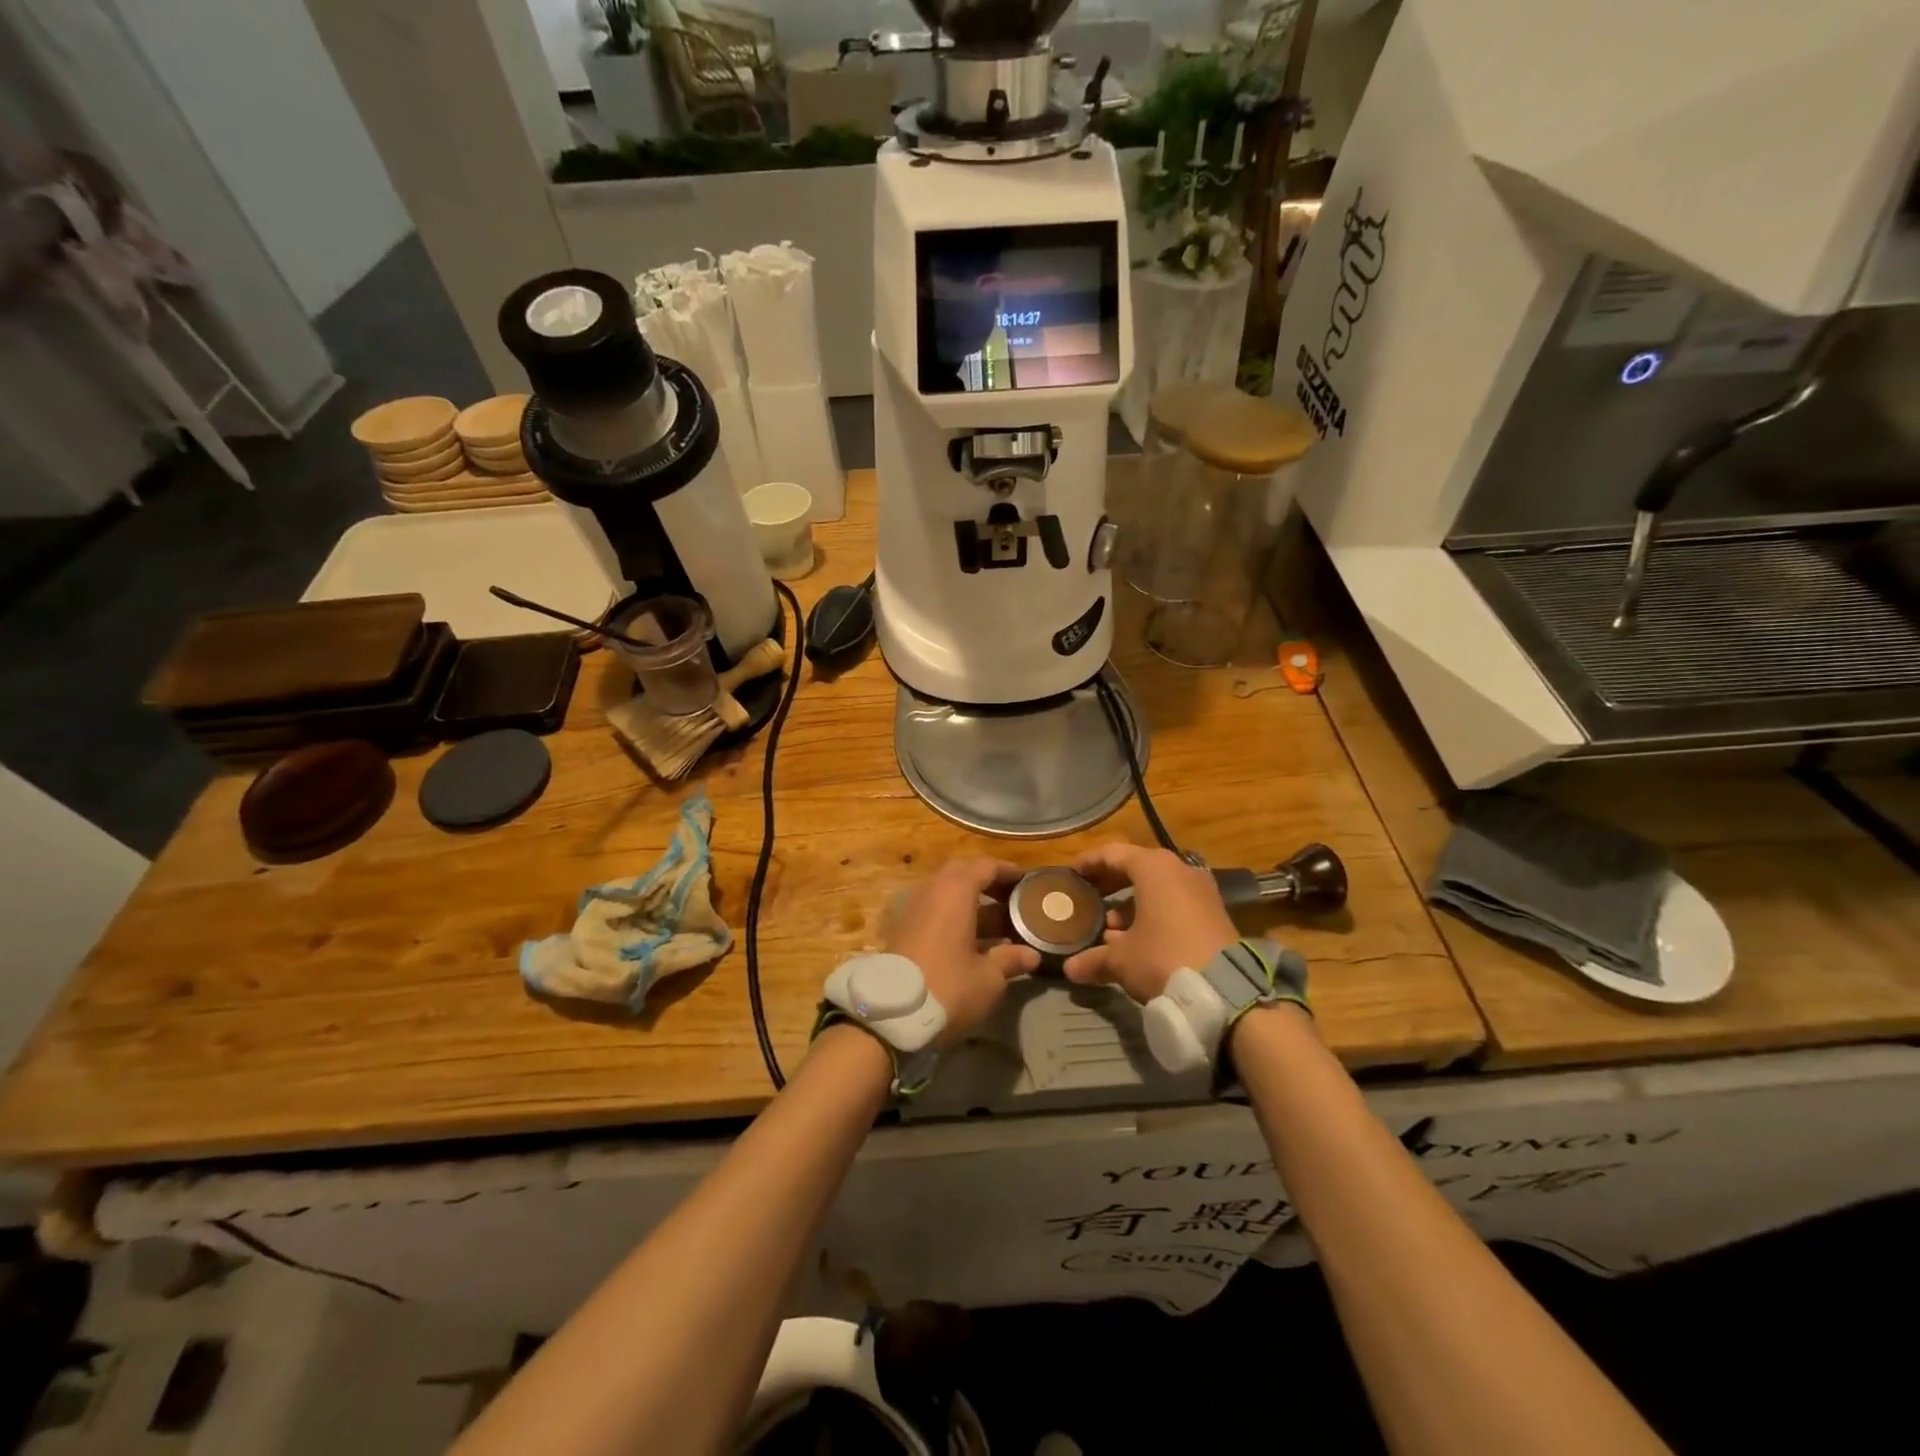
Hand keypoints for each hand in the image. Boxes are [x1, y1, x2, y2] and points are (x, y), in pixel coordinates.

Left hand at [886, 858, 1040, 1046]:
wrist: (890, 1015)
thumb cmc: (948, 987)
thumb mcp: (988, 978)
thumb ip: (1010, 959)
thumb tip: (1031, 954)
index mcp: (955, 891)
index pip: (985, 866)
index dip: (1008, 871)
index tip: (1026, 881)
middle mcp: (931, 890)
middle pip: (962, 873)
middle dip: (987, 882)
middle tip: (1010, 899)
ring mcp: (913, 909)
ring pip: (946, 893)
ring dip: (970, 902)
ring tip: (998, 924)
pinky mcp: (902, 929)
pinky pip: (933, 910)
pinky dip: (954, 917)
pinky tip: (971, 942)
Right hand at [1063, 843, 1237, 1004]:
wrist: (1228, 991)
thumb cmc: (1164, 958)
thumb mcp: (1122, 960)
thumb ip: (1094, 959)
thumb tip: (1071, 969)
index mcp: (1154, 868)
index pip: (1112, 854)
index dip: (1088, 863)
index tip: (1070, 874)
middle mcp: (1180, 870)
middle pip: (1136, 867)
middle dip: (1109, 883)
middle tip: (1087, 897)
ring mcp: (1201, 891)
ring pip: (1157, 888)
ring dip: (1131, 904)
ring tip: (1110, 930)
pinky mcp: (1214, 914)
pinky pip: (1175, 904)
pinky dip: (1154, 914)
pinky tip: (1138, 941)